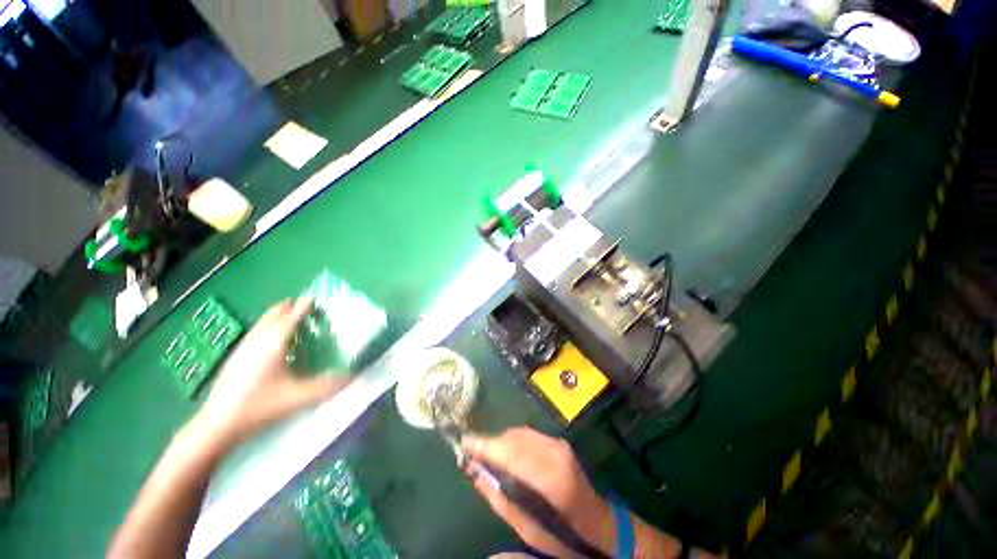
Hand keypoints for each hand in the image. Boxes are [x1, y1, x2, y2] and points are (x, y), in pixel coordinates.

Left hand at [194, 297, 350, 446]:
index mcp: (274, 343)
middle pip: (275, 313)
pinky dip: (270, 326)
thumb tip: (354, 377)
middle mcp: (258, 339)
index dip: (305, 305)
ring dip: (279, 314)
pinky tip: (275, 341)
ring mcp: (244, 347)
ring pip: (264, 321)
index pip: (292, 316)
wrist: (217, 425)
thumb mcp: (298, 397)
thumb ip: (328, 386)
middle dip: (291, 306)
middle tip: (308, 307)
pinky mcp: (236, 356)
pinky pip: (257, 331)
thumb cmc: (259, 406)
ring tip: (294, 319)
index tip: (316, 297)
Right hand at [463, 427, 614, 557]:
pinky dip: (512, 439)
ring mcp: (558, 444)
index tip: (464, 443)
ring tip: (485, 452)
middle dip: (490, 443)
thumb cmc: (561, 534)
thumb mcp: (527, 528)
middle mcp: (554, 454)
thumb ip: (499, 498)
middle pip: (513, 438)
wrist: (596, 521)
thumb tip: (474, 472)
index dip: (485, 446)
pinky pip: (528, 434)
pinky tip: (504, 450)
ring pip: (519, 433)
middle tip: (472, 451)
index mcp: (550, 480)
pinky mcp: (558, 441)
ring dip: (500, 440)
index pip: (510, 453)